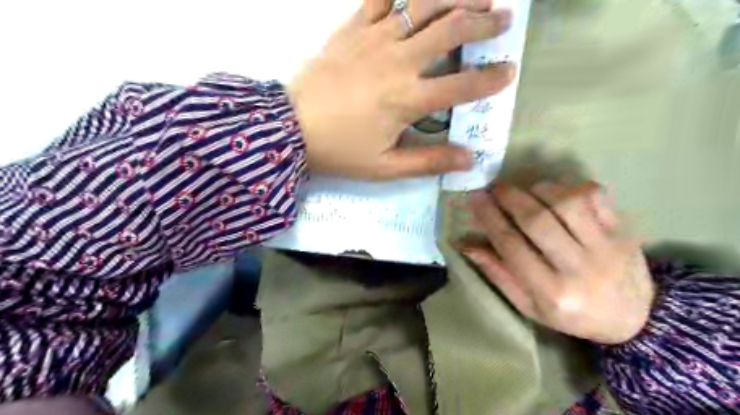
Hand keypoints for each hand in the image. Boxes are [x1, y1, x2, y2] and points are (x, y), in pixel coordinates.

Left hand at [289, 0, 515, 179]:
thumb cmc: (340, 151)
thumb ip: (429, 161)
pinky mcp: (353, 28)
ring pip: (424, 4)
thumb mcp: (386, 167)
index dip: (491, 79)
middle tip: (503, 19)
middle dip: (484, 22)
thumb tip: (469, 160)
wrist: (291, 128)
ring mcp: (375, 39)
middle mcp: (398, 62)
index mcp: (408, 99)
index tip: (509, 72)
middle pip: (451, 30)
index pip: (462, 85)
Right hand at [464, 181, 654, 343]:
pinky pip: (596, 196)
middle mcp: (580, 268)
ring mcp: (607, 247)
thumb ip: (498, 273)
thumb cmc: (570, 314)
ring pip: (567, 203)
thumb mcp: (528, 304)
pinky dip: (570, 186)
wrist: (634, 318)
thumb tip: (466, 244)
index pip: (511, 246)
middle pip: (537, 221)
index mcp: (552, 292)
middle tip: (495, 188)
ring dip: (539, 190)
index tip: (475, 199)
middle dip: (510, 198)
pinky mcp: (624, 231)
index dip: (489, 218)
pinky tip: (557, 192)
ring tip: (526, 191)